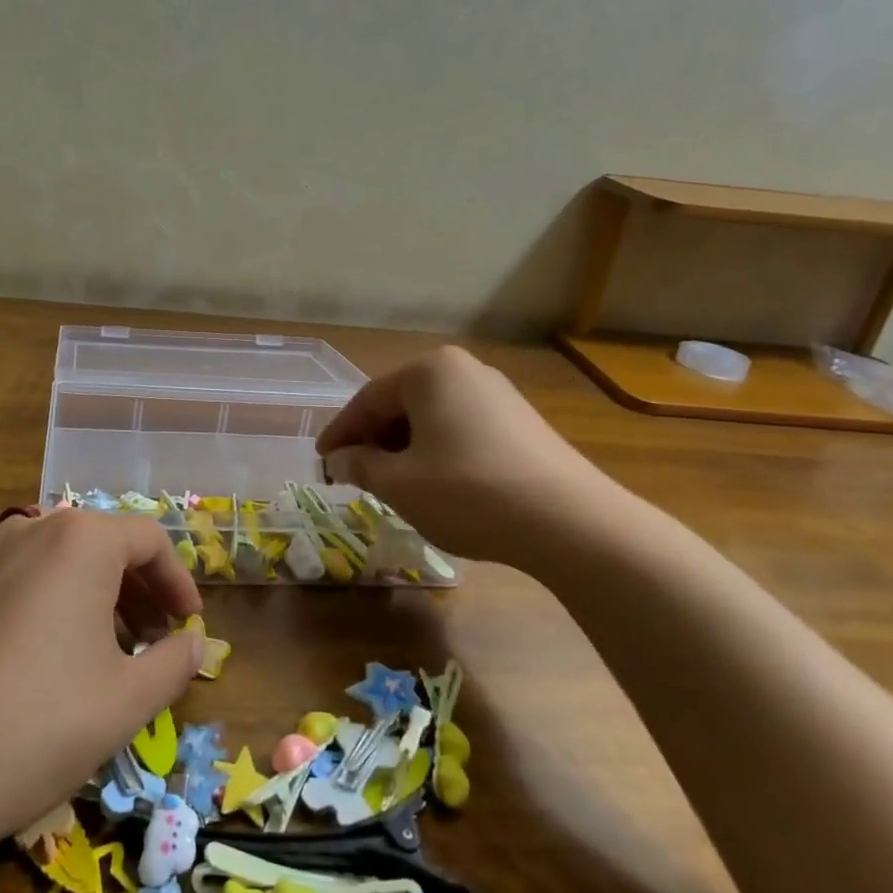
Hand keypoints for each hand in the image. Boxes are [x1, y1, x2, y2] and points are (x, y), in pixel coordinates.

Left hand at [0, 511, 204, 857]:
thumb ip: (174, 662)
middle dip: (134, 587)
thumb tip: (193, 642)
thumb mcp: (127, 703)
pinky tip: (26, 633)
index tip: (187, 624)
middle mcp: (30, 527)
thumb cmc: (34, 728)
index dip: (177, 581)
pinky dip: (30, 588)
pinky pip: (2, 566)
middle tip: (149, 638)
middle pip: (99, 542)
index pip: (148, 541)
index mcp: (82, 541)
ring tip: (92, 641)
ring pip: (51, 553)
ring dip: (84, 587)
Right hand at [316, 346, 624, 572]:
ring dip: (404, 449)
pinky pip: (460, 428)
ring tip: (391, 484)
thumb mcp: (398, 484)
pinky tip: (435, 484)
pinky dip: (436, 452)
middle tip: (354, 475)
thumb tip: (339, 461)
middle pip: (400, 404)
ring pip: (431, 418)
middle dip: (373, 441)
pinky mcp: (521, 422)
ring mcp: (498, 394)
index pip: (367, 400)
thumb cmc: (468, 492)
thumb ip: (360, 466)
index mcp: (429, 371)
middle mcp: (464, 370)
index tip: (321, 462)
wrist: (570, 522)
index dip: (340, 434)